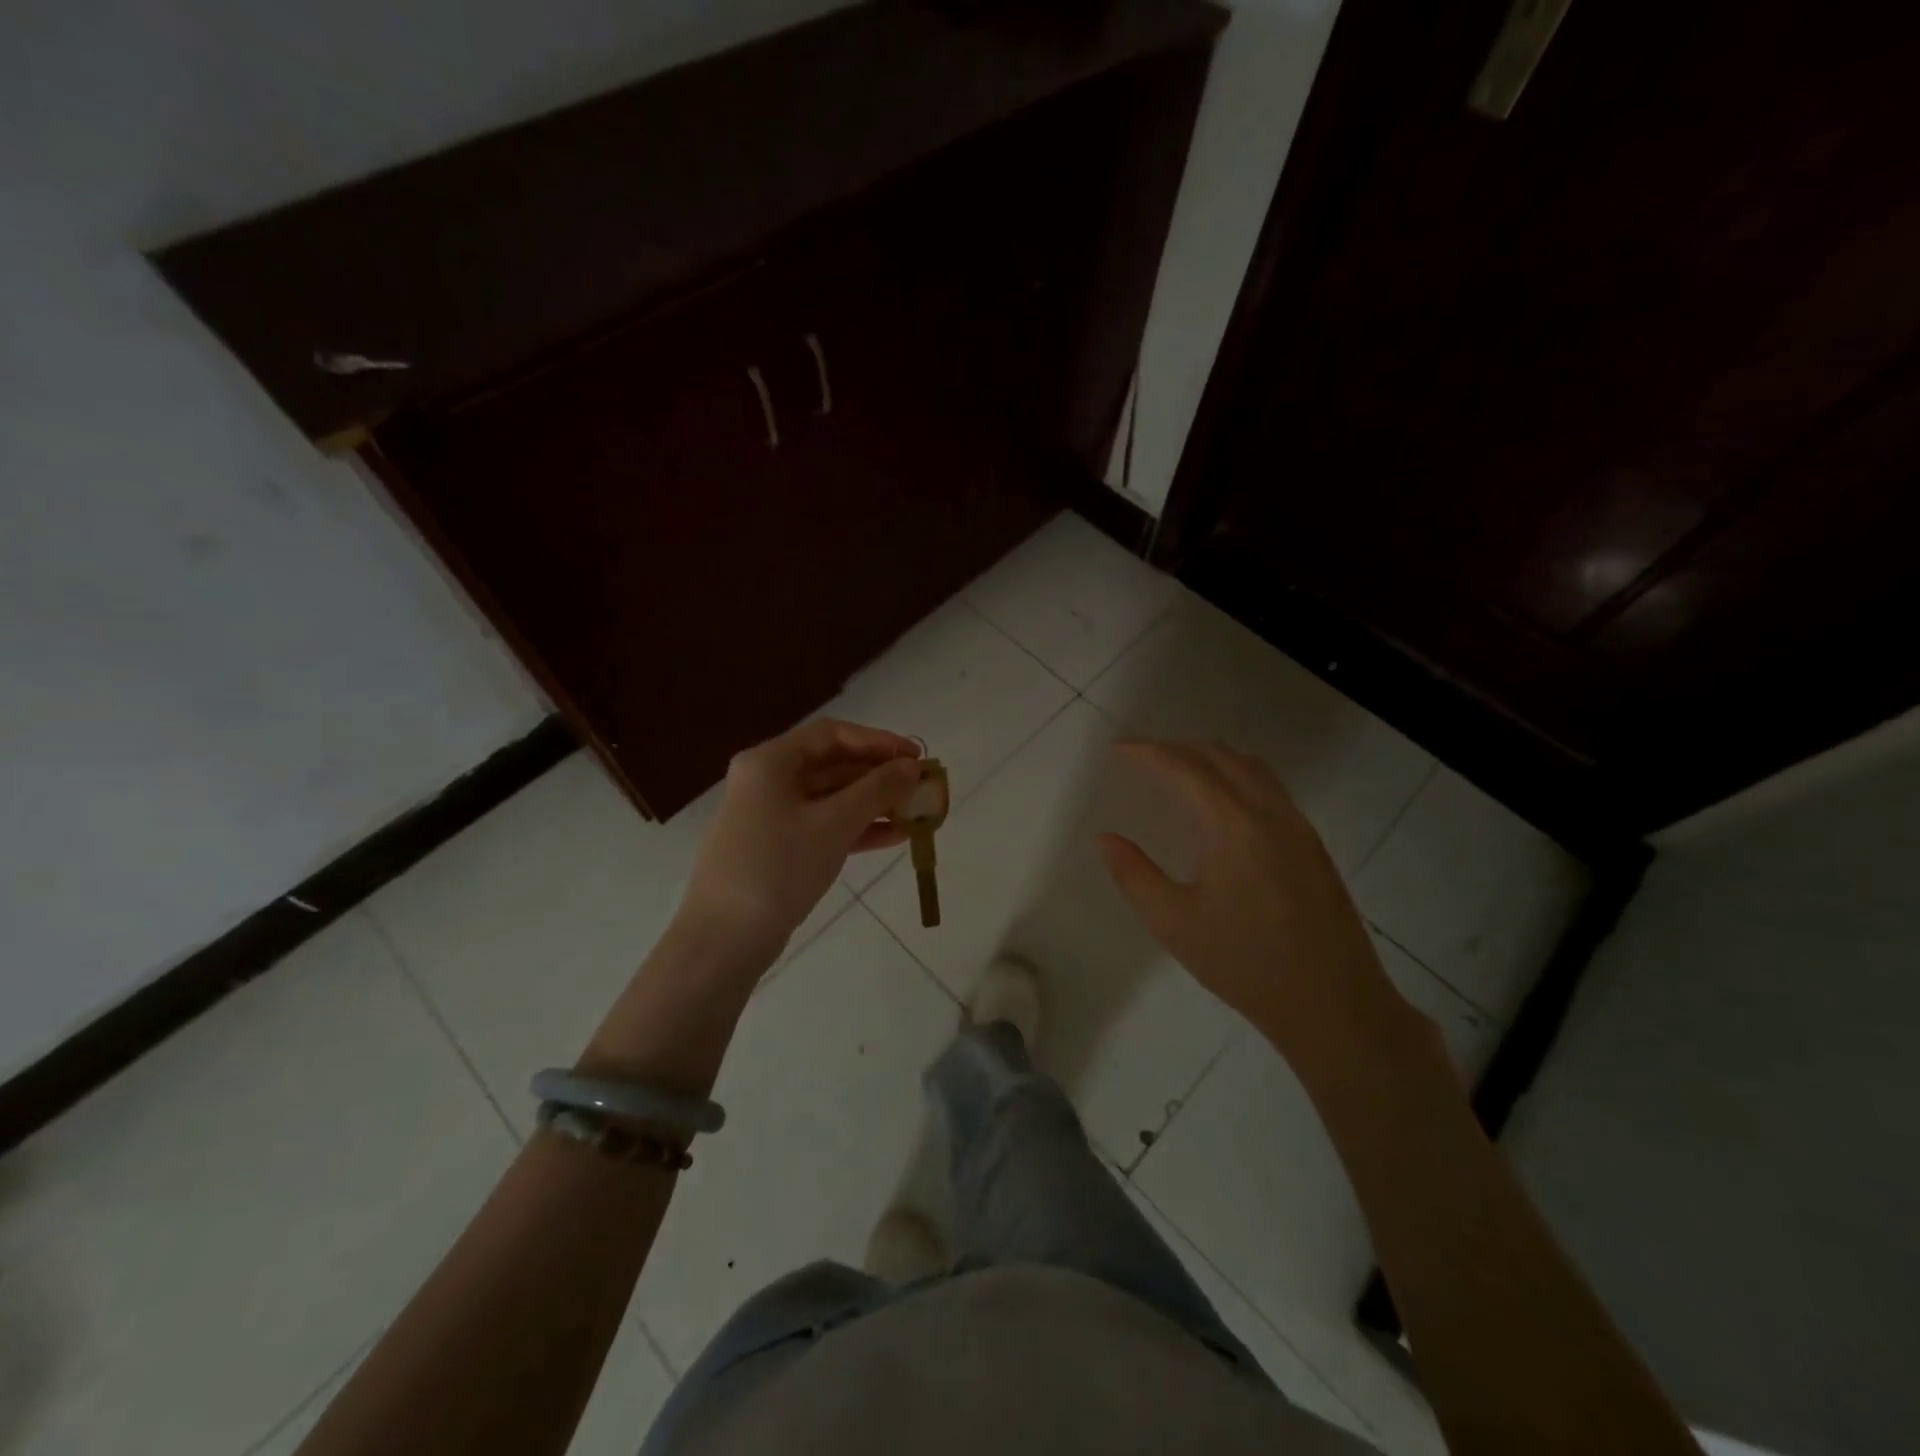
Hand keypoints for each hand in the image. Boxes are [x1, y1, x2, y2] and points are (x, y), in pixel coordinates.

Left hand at [678, 718, 922, 954]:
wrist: (724, 939)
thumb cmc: (779, 866)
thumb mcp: (835, 823)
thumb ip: (878, 789)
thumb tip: (912, 767)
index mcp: (770, 762)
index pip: (832, 734)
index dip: (878, 741)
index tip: (916, 756)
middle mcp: (767, 780)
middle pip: (831, 764)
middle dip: (878, 774)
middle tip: (920, 786)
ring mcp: (770, 816)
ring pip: (830, 798)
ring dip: (872, 803)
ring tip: (915, 813)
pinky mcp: (776, 848)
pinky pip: (823, 826)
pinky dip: (856, 828)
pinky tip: (893, 838)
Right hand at [1097, 740, 1427, 1079]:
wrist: (1333, 1005)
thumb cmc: (1245, 965)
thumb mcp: (1173, 923)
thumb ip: (1133, 874)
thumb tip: (1106, 838)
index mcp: (1234, 825)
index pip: (1185, 768)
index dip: (1147, 752)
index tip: (1117, 749)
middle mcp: (1271, 812)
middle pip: (1221, 756)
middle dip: (1177, 748)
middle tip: (1141, 758)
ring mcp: (1298, 826)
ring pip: (1251, 767)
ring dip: (1210, 758)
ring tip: (1177, 772)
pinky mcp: (1312, 844)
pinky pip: (1270, 788)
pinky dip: (1236, 776)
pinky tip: (1221, 805)